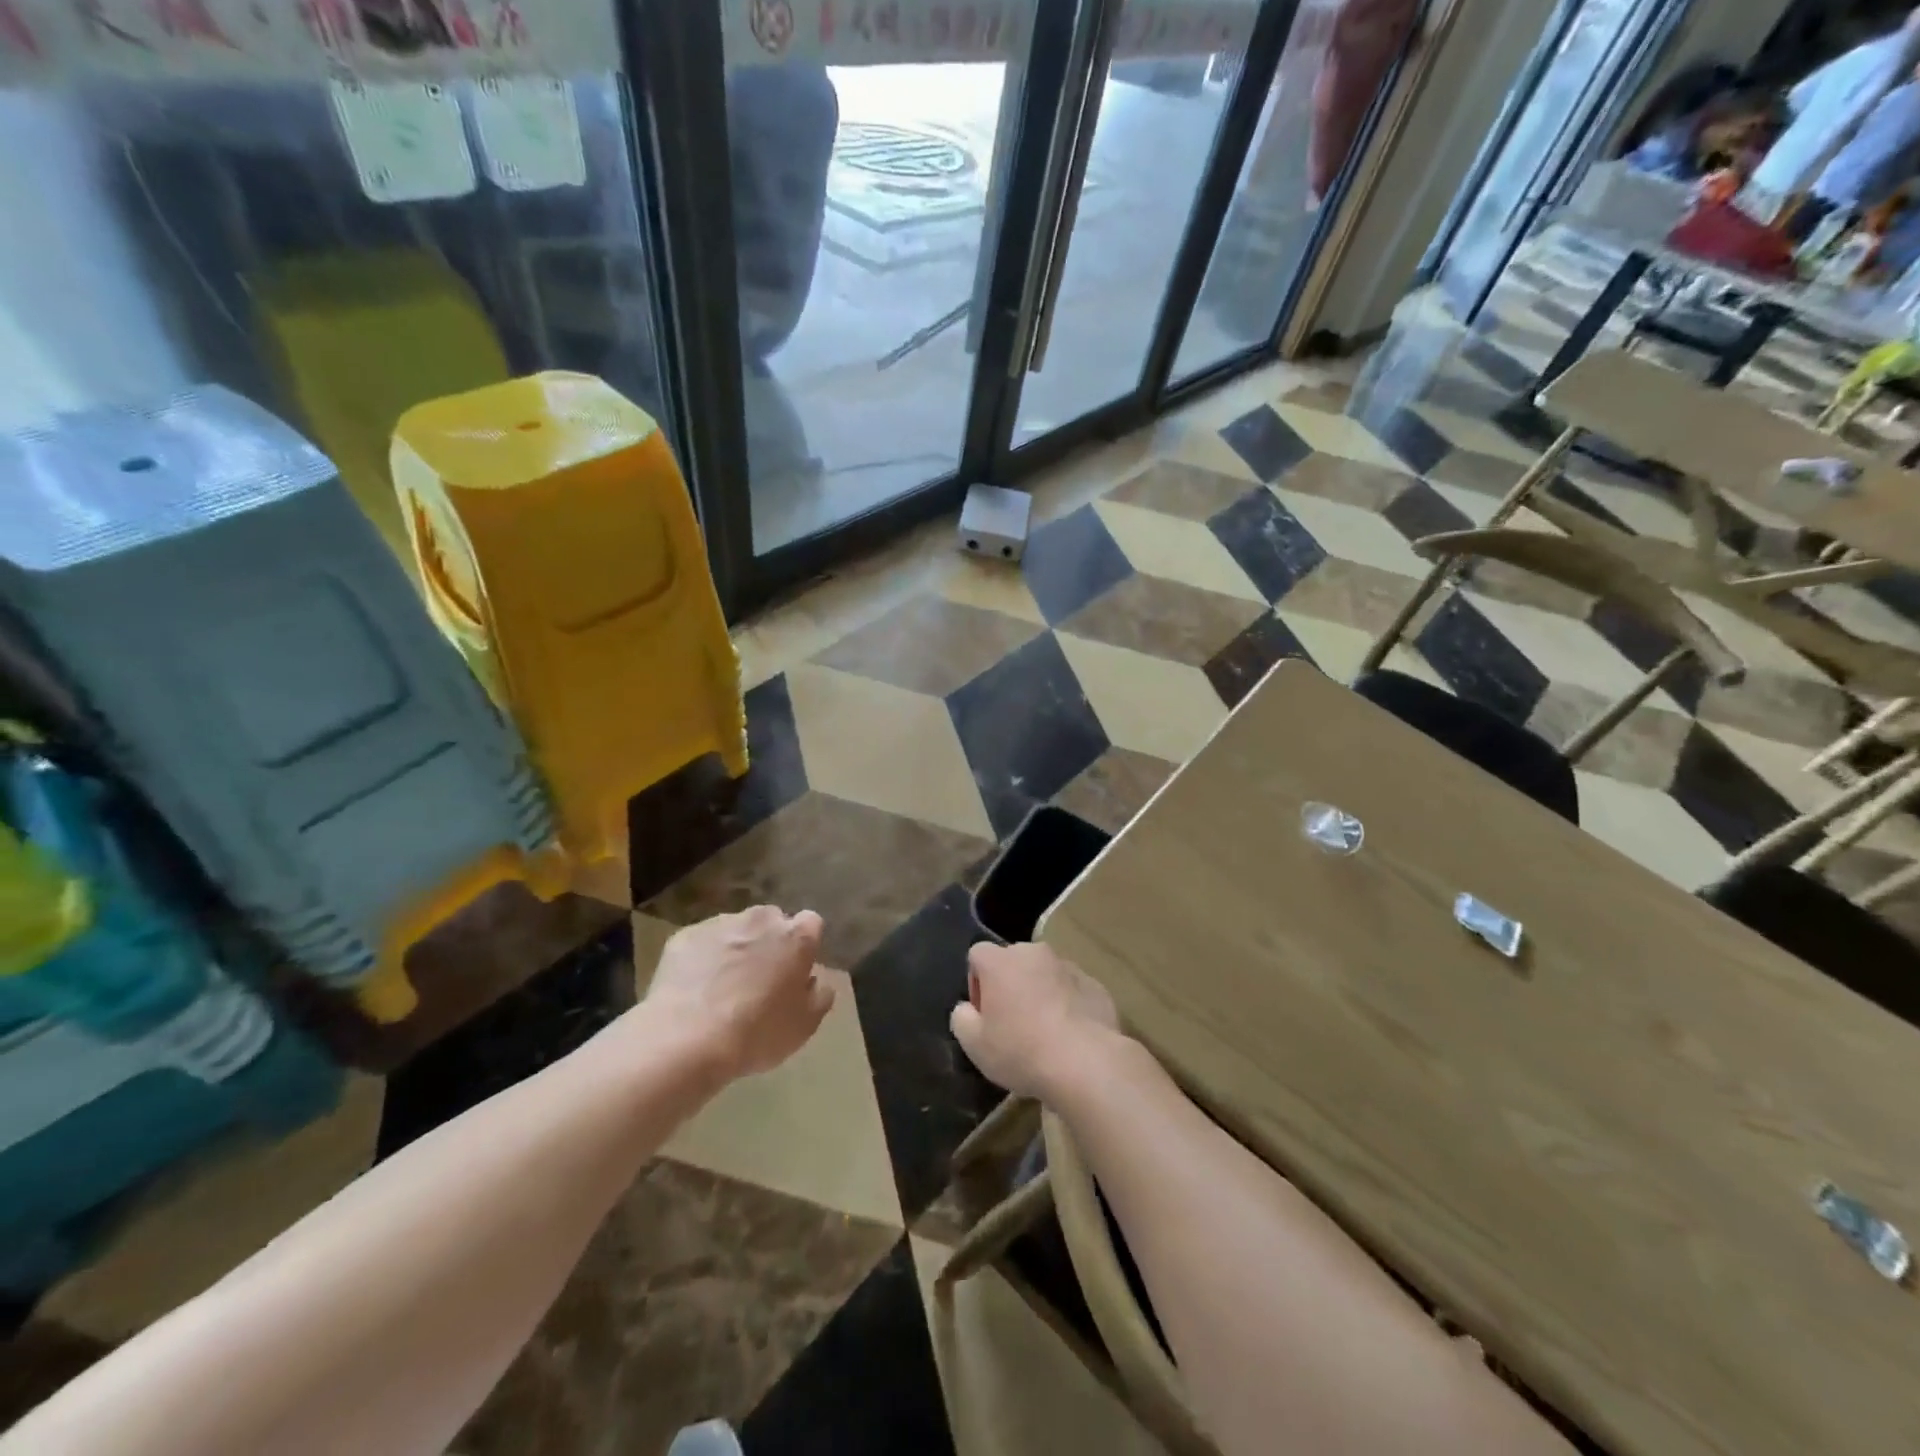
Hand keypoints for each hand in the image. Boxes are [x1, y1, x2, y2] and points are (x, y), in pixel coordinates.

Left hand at [644, 906, 833, 1079]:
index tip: (797, 970)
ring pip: (736, 929)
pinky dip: (703, 958)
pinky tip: (695, 989)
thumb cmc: (757, 1033)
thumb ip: (820, 995)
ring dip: (736, 948)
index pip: (812, 923)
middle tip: (761, 979)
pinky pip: (702, 943)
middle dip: (770, 942)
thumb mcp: (804, 1025)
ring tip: (723, 986)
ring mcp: (720, 924)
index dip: (805, 945)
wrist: (686, 1039)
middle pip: (772, 921)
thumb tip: (816, 980)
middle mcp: (760, 919)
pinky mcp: (685, 936)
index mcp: (796, 937)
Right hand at [949, 942, 1120, 1099]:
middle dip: (1010, 985)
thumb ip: (962, 1019)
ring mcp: (1067, 966)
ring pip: (1044, 974)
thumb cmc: (1021, 1050)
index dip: (976, 983)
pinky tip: (1070, 1036)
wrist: (1086, 1062)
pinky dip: (1067, 1004)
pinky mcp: (1094, 984)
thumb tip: (966, 1009)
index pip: (977, 955)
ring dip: (1039, 993)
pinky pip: (1072, 989)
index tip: (984, 1014)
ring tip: (1045, 1032)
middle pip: (1013, 962)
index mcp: (1000, 961)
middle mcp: (1033, 953)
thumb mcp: (975, 1045)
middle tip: (1012, 1023)